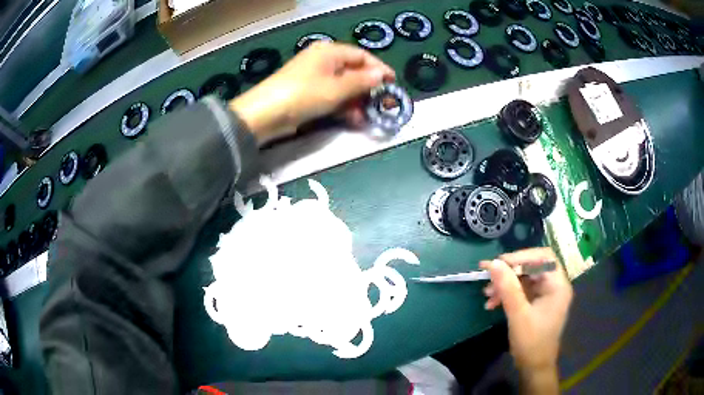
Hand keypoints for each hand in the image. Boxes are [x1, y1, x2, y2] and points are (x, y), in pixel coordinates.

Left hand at [230, 42, 395, 144]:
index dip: (379, 69)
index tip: (393, 84)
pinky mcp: (309, 93)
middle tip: (383, 104)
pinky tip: (354, 119)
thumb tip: (381, 74)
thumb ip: (362, 81)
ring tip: (369, 116)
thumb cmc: (304, 94)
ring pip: (344, 86)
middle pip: (354, 71)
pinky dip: (343, 106)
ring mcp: (315, 78)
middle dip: (369, 89)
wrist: (266, 114)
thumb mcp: (337, 88)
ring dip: (357, 101)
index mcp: (330, 52)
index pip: (362, 56)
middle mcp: (323, 61)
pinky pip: (332, 96)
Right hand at [480, 248, 572, 380]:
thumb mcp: (518, 315)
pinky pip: (521, 291)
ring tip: (487, 294)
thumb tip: (494, 263)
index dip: (521, 256)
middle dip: (509, 272)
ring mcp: (545, 294)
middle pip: (532, 267)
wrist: (533, 367)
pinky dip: (507, 294)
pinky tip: (492, 303)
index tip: (499, 263)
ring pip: (524, 279)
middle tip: (488, 275)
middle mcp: (554, 285)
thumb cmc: (531, 342)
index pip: (543, 258)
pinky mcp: (537, 303)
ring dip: (505, 284)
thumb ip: (508, 288)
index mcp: (558, 285)